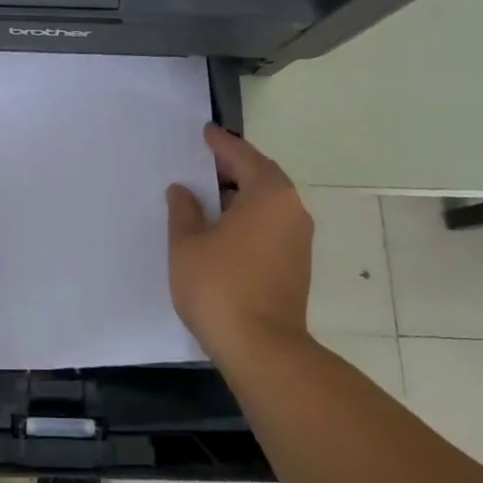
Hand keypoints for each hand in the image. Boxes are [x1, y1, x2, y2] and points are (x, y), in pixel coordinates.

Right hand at [167, 126, 314, 367]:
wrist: (262, 350)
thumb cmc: (220, 287)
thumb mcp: (187, 244)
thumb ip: (184, 211)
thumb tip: (184, 191)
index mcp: (269, 195)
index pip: (242, 156)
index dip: (220, 143)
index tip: (204, 132)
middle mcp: (291, 210)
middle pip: (260, 176)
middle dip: (232, 167)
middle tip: (202, 161)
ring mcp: (298, 239)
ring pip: (267, 202)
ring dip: (240, 194)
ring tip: (207, 193)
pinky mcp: (295, 264)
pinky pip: (270, 223)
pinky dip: (248, 216)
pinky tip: (222, 226)